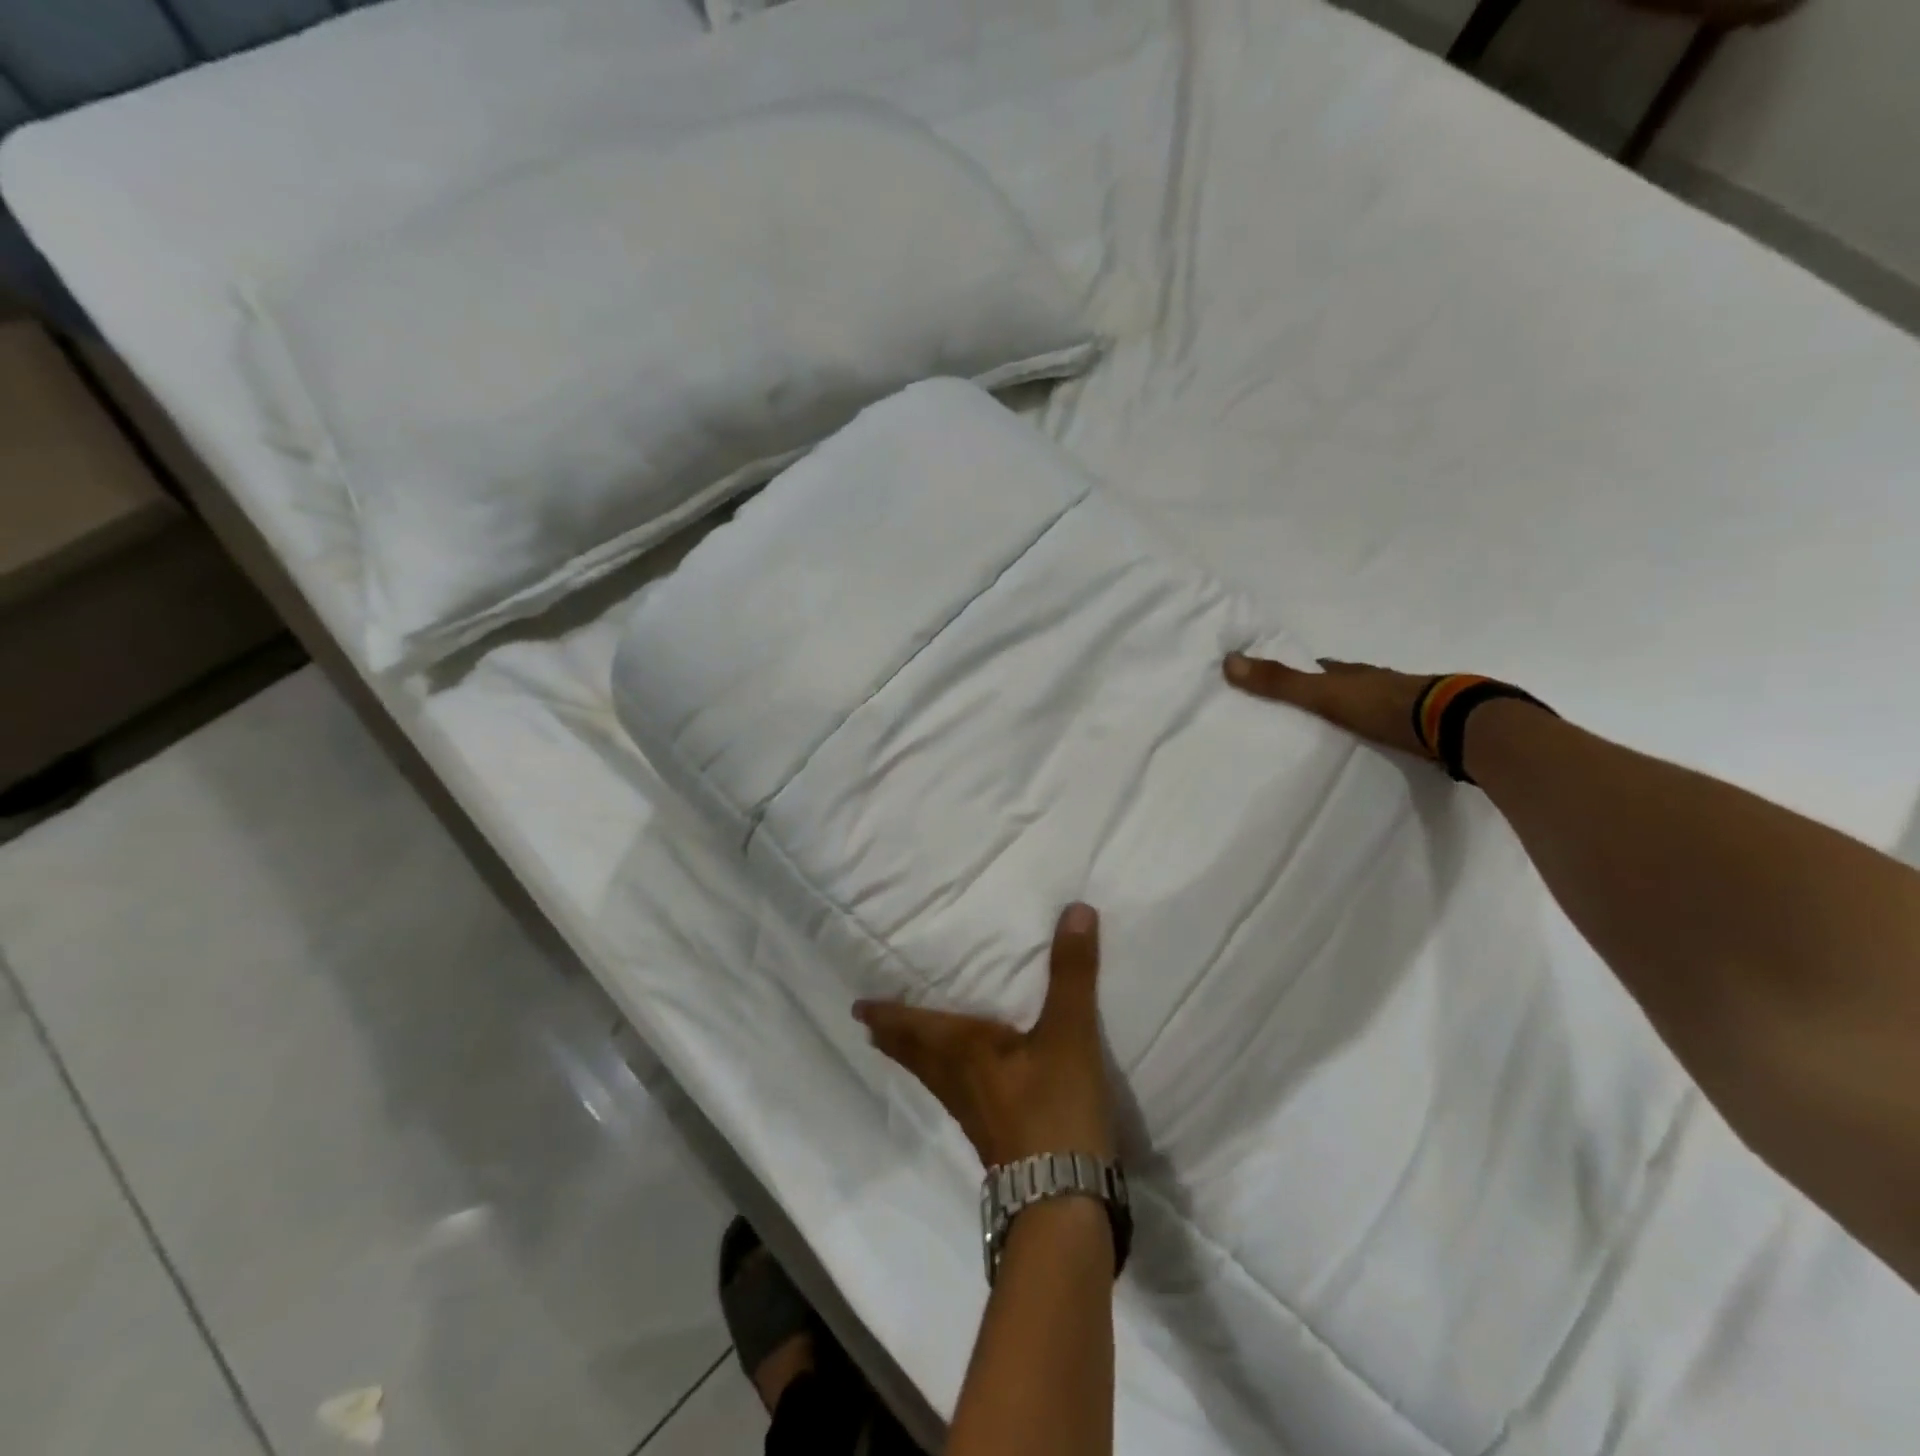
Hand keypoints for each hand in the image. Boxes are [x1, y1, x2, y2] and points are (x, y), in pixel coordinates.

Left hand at [854, 903, 1115, 1168]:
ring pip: (932, 1077)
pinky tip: (964, 1081)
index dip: (885, 1015)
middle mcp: (957, 1080)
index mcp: (962, 1051)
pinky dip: (943, 1076)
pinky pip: (954, 1093)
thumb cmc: (1053, 1107)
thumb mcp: (1068, 1033)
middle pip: (914, 1055)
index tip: (857, 1007)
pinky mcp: (993, 1136)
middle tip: (870, 1023)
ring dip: (913, 1057)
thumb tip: (1076, 909)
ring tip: (904, 1044)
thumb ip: (1071, 972)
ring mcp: (973, 1113)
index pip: (911, 1027)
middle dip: (892, 1036)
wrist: (1062, 1199)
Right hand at [1223, 652, 1436, 759]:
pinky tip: (1374, 742)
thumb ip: (1280, 683)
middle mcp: (1378, 682)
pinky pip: (1393, 725)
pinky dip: (1380, 729)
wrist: (1451, 726)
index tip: (1287, 678)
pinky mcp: (1425, 727)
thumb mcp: (1322, 694)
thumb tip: (1228, 660)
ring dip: (1357, 710)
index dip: (1305, 670)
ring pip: (1372, 703)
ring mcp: (1405, 704)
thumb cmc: (1380, 706)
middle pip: (1348, 683)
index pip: (1323, 668)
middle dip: (1330, 690)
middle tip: (1309, 705)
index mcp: (1353, 673)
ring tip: (1337, 727)